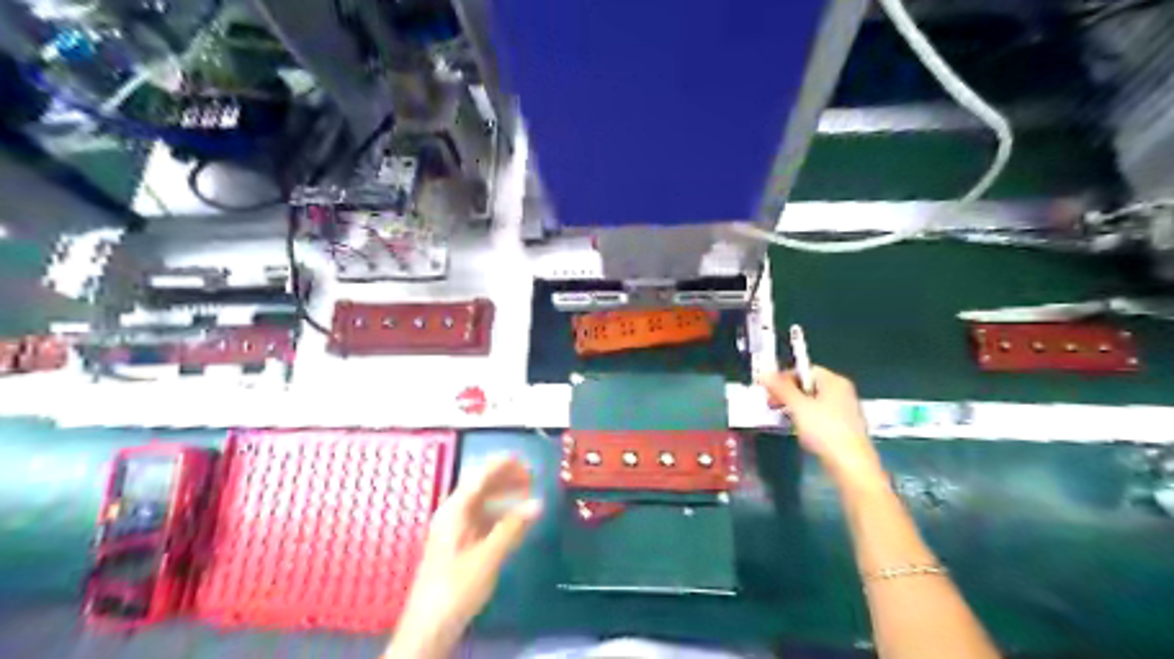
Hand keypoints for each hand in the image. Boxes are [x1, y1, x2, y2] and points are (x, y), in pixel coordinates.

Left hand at [389, 456, 544, 657]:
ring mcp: (454, 529)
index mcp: (455, 511)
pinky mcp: (458, 544)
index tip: (526, 460)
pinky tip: (514, 520)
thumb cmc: (455, 588)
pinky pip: (481, 517)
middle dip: (505, 477)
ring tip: (527, 494)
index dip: (502, 465)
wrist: (429, 627)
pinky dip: (499, 512)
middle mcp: (452, 514)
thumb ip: (513, 528)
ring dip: (503, 494)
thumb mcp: (488, 557)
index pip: (480, 476)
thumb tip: (538, 502)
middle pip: (480, 485)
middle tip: (532, 477)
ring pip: (481, 501)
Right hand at [758, 365, 886, 488]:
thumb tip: (765, 373)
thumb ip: (781, 388)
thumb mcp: (798, 407)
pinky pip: (820, 416)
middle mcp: (842, 392)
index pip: (806, 370)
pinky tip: (799, 430)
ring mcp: (845, 410)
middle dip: (787, 393)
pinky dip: (807, 419)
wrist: (851, 465)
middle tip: (771, 405)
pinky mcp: (844, 428)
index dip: (785, 377)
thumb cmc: (824, 430)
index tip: (769, 390)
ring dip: (795, 407)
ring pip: (814, 402)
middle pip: (809, 385)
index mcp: (834, 382)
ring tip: (782, 418)